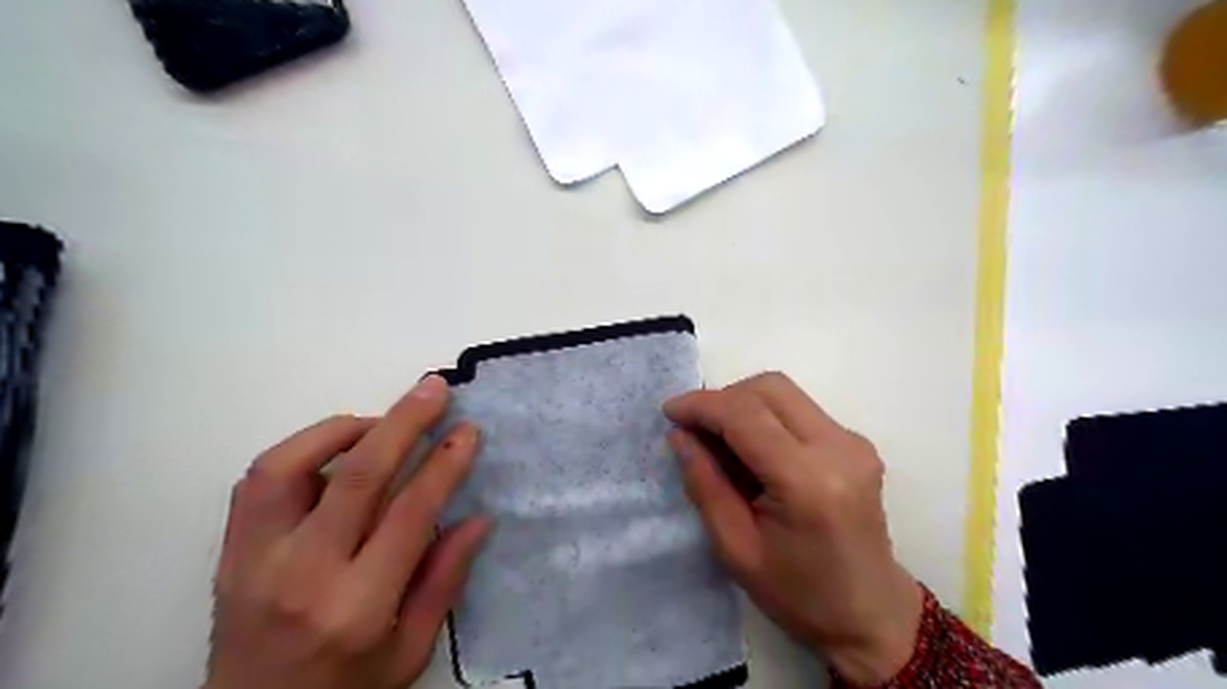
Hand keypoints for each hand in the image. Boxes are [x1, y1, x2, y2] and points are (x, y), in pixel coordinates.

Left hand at [201, 377, 491, 688]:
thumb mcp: (410, 652)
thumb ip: (443, 581)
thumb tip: (478, 518)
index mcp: (356, 606)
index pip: (409, 514)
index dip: (444, 465)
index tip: (468, 431)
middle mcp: (301, 575)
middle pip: (356, 476)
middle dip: (403, 422)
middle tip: (433, 388)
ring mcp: (254, 559)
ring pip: (290, 465)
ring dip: (344, 428)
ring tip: (383, 421)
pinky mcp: (229, 551)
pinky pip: (259, 479)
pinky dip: (303, 448)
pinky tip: (337, 448)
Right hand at [667, 373, 924, 685]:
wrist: (871, 615)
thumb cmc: (799, 594)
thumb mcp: (735, 548)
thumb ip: (705, 484)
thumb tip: (680, 435)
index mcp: (808, 481)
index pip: (746, 414)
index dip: (702, 405)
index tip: (669, 412)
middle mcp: (838, 448)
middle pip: (769, 387)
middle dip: (722, 398)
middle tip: (693, 427)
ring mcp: (853, 441)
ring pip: (784, 392)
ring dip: (742, 403)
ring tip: (717, 438)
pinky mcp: (855, 443)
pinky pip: (799, 409)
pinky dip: (765, 415)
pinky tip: (750, 448)